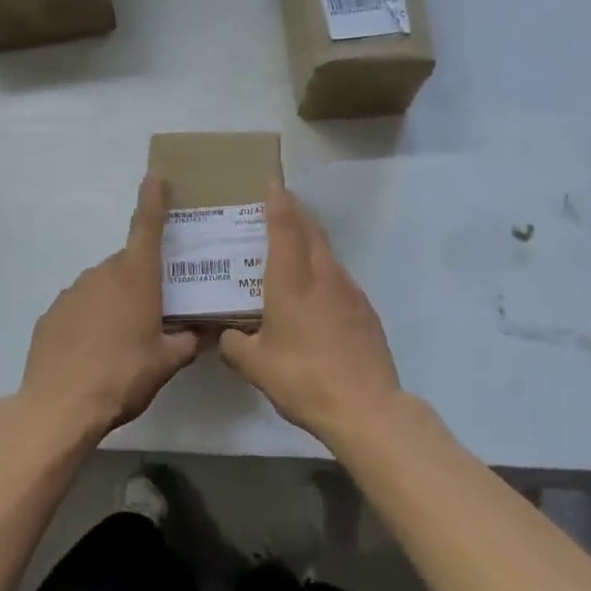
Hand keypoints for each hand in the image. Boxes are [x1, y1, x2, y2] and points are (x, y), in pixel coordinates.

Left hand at [17, 173, 199, 440]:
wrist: (60, 405)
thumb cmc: (123, 375)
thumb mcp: (167, 362)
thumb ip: (189, 341)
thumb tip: (205, 332)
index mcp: (136, 277)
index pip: (147, 225)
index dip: (153, 198)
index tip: (155, 175)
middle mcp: (102, 274)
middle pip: (128, 264)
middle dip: (143, 279)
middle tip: (156, 309)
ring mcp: (72, 292)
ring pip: (103, 286)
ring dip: (115, 301)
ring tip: (123, 339)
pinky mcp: (51, 314)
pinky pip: (80, 307)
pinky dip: (90, 319)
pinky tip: (94, 350)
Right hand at [219, 185, 401, 438]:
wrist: (365, 406)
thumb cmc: (302, 379)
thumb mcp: (255, 365)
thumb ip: (234, 344)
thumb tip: (225, 335)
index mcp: (292, 281)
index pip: (285, 227)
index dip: (278, 202)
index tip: (272, 183)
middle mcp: (323, 276)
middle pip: (311, 231)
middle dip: (296, 213)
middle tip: (279, 206)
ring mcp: (349, 292)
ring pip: (328, 253)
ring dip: (311, 241)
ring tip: (293, 248)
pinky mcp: (365, 310)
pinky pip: (340, 278)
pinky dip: (324, 271)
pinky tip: (316, 293)